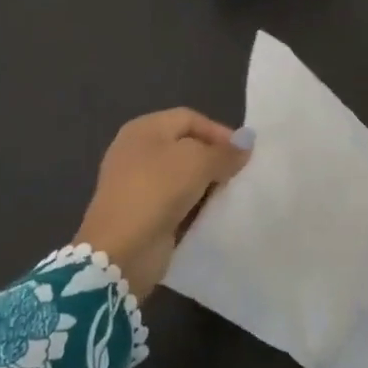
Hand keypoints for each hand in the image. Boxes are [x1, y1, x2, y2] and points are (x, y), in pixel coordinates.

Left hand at [74, 109, 253, 299]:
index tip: (244, 154)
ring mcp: (138, 183)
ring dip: (207, 184)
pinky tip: (213, 214)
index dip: (219, 132)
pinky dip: (195, 206)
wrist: (121, 249)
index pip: (190, 118)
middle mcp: (138, 151)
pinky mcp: (143, 212)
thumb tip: (246, 143)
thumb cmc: (157, 191)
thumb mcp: (197, 163)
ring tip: (231, 194)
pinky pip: (176, 202)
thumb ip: (224, 152)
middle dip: (215, 159)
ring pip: (183, 176)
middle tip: (240, 175)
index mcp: (144, 129)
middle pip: (186, 146)